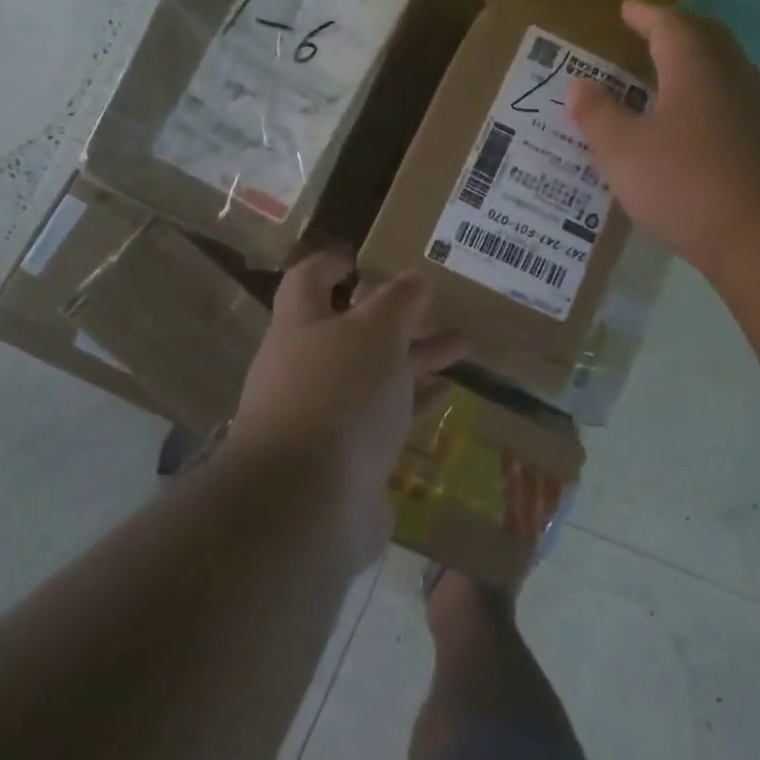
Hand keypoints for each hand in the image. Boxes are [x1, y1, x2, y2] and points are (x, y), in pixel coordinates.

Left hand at [227, 250, 463, 561]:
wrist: (308, 504)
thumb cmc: (338, 395)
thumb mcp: (375, 332)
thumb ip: (398, 301)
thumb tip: (414, 278)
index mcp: (300, 328)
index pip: (307, 281)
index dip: (330, 263)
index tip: (358, 255)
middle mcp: (304, 369)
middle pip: (350, 331)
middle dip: (393, 316)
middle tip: (436, 303)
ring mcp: (323, 416)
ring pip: (373, 375)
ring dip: (412, 359)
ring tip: (460, 346)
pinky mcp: (346, 458)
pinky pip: (384, 419)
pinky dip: (412, 403)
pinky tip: (445, 396)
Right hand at [569, 2, 759, 272]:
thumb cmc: (684, 183)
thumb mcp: (623, 151)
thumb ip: (598, 114)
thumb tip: (579, 84)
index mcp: (695, 67)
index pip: (670, 25)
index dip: (645, 15)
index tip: (626, 10)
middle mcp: (733, 78)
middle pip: (707, 39)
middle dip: (677, 31)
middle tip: (650, 35)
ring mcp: (759, 111)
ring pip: (725, 72)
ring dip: (696, 66)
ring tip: (667, 80)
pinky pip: (734, 105)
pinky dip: (709, 101)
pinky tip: (694, 129)